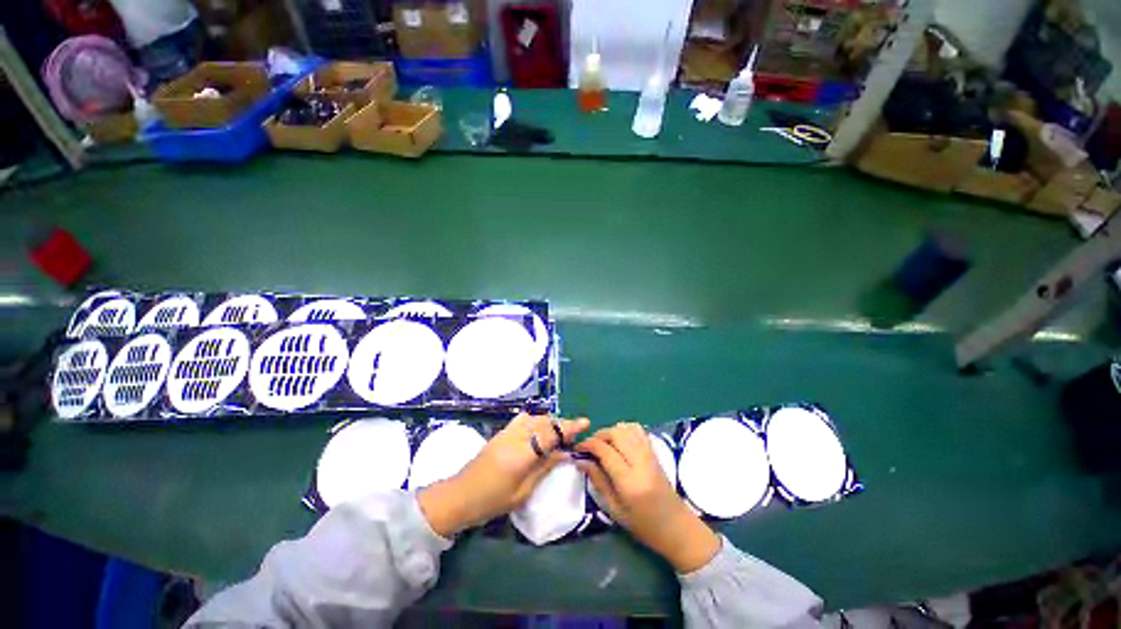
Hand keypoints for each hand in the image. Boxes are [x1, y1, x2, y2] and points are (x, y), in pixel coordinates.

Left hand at [418, 414, 589, 536]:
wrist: (458, 498)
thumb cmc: (492, 502)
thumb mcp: (524, 491)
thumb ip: (544, 469)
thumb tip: (566, 453)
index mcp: (520, 454)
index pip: (550, 433)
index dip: (569, 427)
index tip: (586, 423)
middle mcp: (512, 438)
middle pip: (541, 421)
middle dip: (560, 423)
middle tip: (576, 433)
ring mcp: (502, 435)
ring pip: (530, 418)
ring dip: (547, 421)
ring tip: (559, 434)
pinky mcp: (496, 437)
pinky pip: (519, 422)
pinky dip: (534, 423)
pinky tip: (540, 435)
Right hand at [576, 423, 719, 572]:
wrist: (674, 525)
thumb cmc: (642, 524)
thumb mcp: (614, 509)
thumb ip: (599, 482)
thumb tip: (581, 462)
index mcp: (629, 480)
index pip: (606, 451)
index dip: (588, 445)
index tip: (576, 450)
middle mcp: (642, 463)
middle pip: (618, 434)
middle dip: (599, 435)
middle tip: (587, 447)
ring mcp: (652, 457)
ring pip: (630, 429)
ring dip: (612, 431)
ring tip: (601, 444)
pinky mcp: (657, 456)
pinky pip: (641, 434)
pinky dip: (626, 431)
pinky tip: (617, 443)